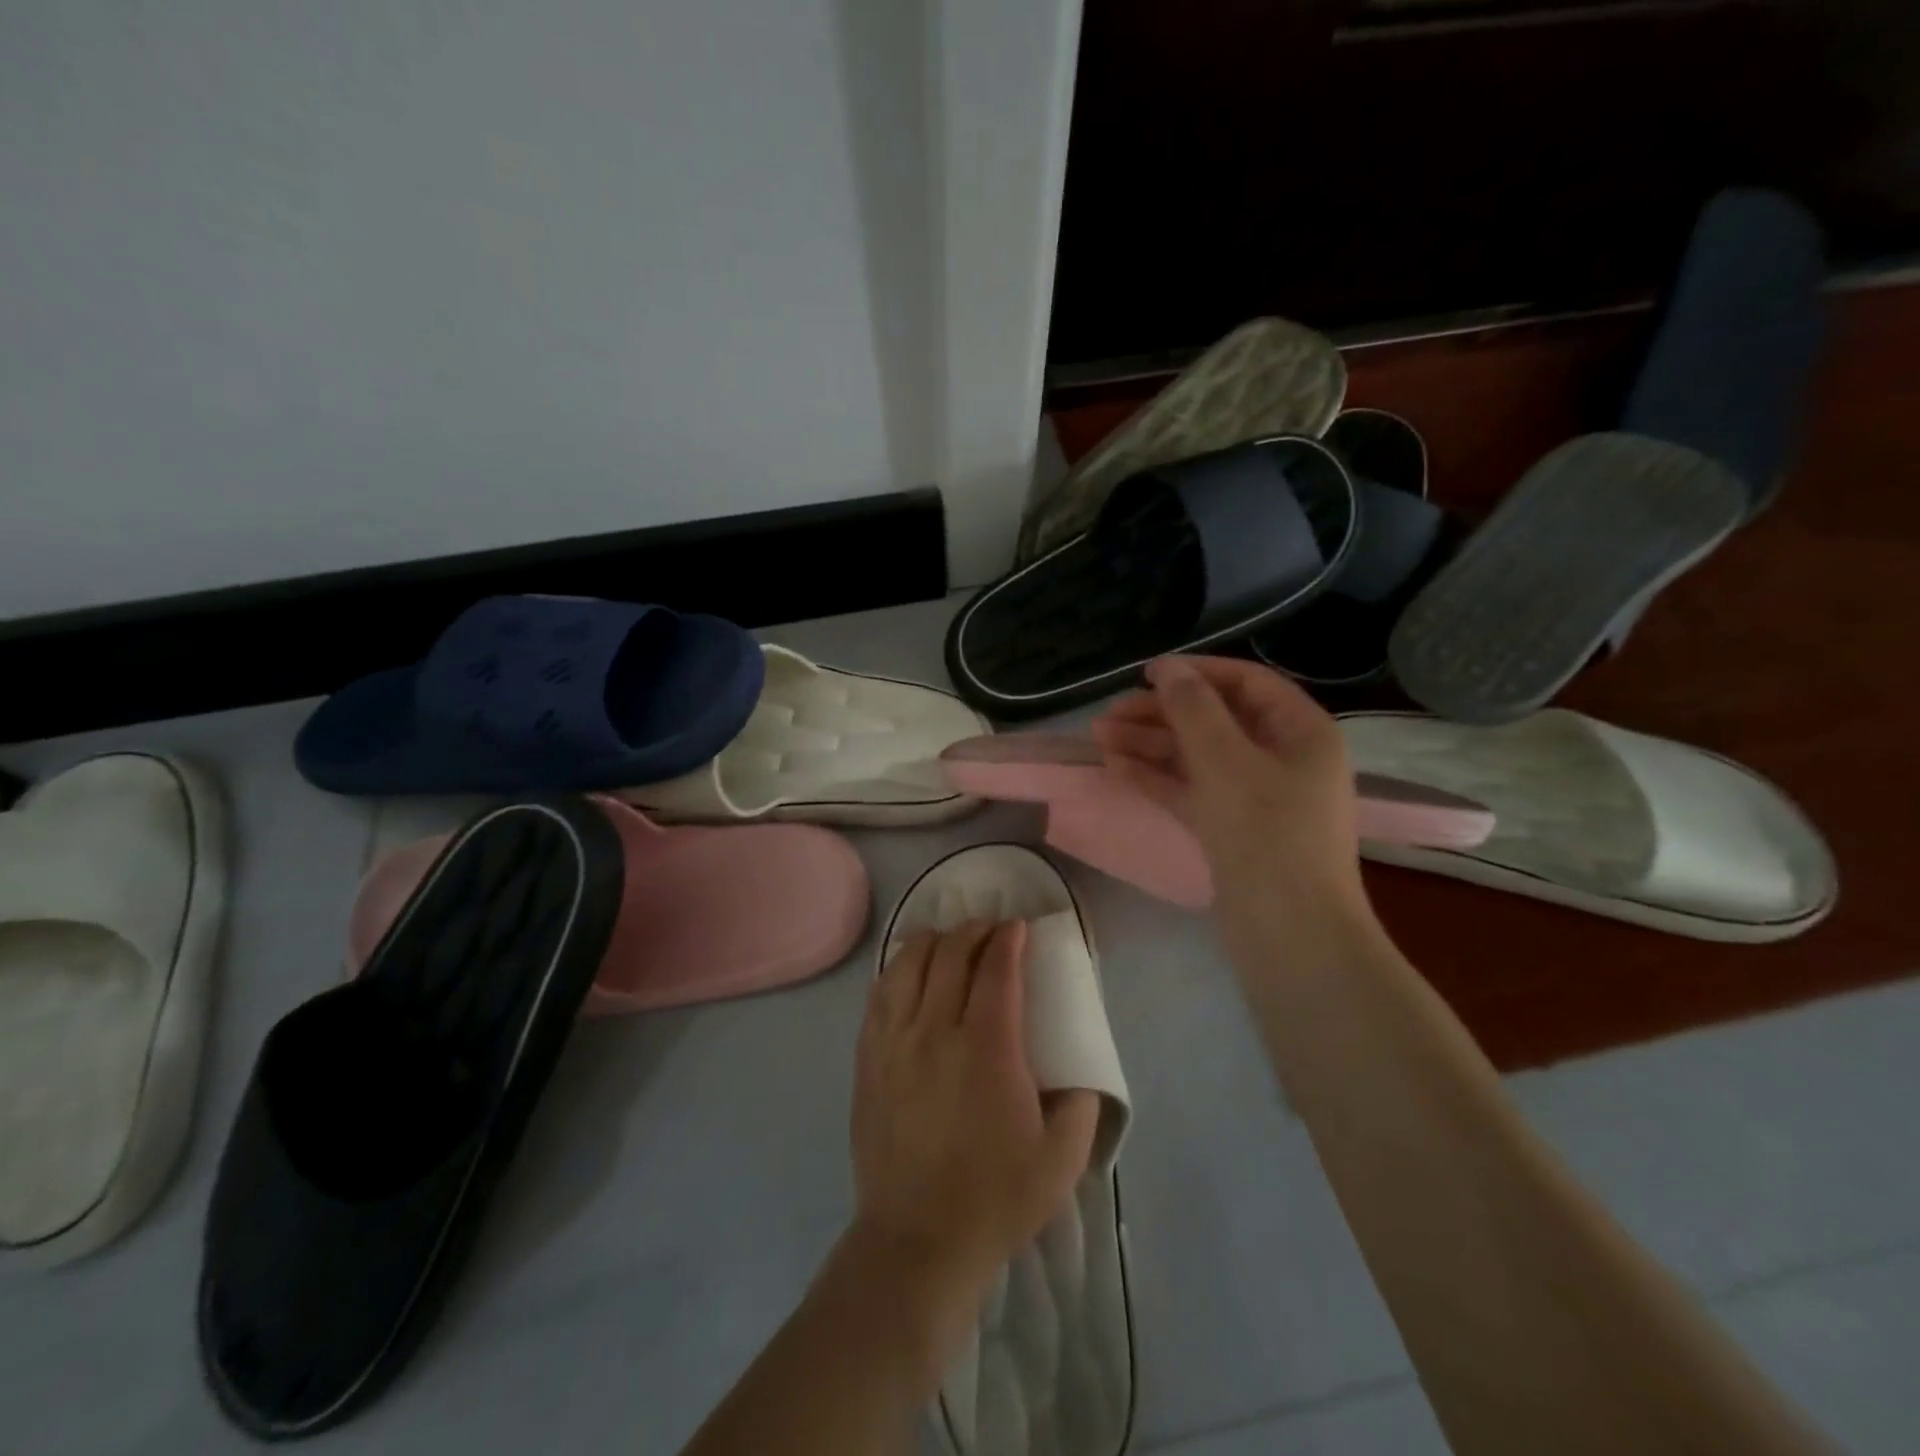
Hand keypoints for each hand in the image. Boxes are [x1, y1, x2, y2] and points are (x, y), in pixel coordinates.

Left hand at [852, 921, 1100, 1306]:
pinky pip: (879, 994)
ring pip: (908, 965)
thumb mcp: (1061, 1160)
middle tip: (990, 930)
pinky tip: (909, 971)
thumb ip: (1080, 1105)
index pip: (996, 971)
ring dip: (933, 941)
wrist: (917, 1241)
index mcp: (988, 1049)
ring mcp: (894, 1042)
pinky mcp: (868, 1059)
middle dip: (974, 931)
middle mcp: (936, 1032)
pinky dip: (899, 970)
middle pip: (951, 956)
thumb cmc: (995, 1199)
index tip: (1018, 928)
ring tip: (950, 941)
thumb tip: (1079, 1071)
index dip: (1008, 940)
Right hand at [1092, 655, 1373, 934]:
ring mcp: (1256, 797)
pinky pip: (1192, 790)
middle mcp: (1282, 758)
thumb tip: (1168, 668)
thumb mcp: (1227, 761)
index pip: (1247, 683)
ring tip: (1099, 738)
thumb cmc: (1266, 835)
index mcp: (1301, 732)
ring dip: (1150, 745)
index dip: (1197, 673)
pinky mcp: (1232, 829)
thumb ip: (1194, 709)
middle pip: (1216, 720)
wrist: (1289, 934)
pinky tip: (1116, 767)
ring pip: (1197, 757)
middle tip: (1109, 714)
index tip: (1146, 674)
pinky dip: (1157, 778)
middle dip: (1161, 714)